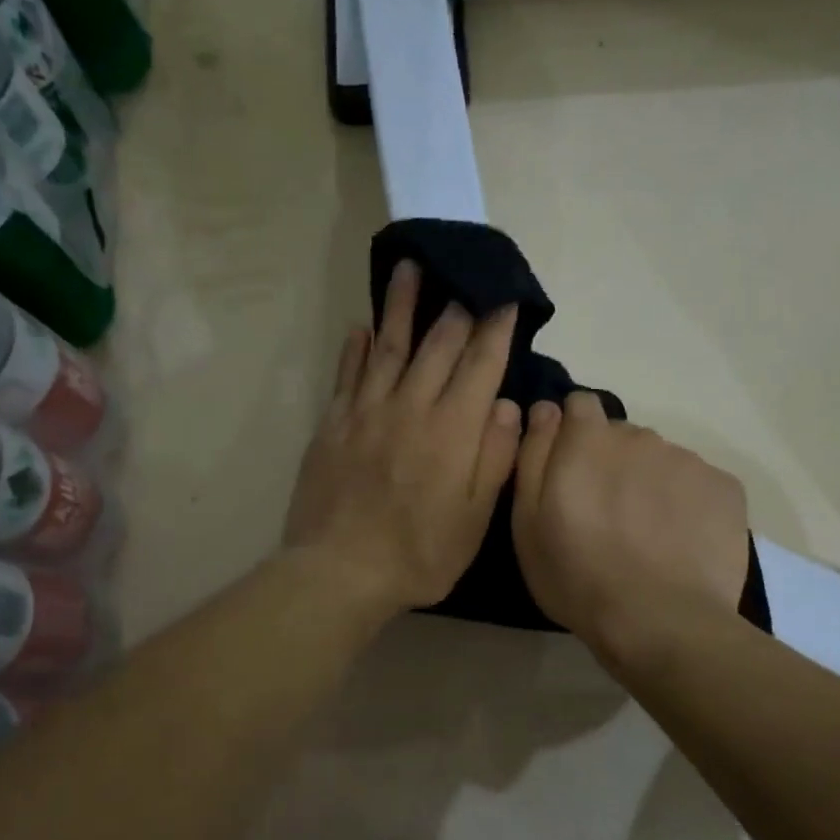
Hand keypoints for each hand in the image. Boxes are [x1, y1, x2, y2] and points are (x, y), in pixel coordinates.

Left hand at [284, 262, 520, 618]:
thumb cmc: (419, 553)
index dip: (496, 330)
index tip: (506, 300)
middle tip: (464, 274)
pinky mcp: (333, 425)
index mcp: (452, 431)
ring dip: (401, 306)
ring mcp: (367, 413)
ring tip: (409, 268)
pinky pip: (347, 375)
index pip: (480, 365)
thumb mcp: (474, 519)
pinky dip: (355, 348)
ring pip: (388, 346)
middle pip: (437, 345)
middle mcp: (410, 408)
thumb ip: (494, 458)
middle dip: (455, 307)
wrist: (340, 571)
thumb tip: (506, 405)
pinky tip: (361, 327)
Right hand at [512, 392, 748, 667]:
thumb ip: (534, 455)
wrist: (660, 622)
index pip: (579, 406)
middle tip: (607, 517)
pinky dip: (688, 504)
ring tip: (647, 537)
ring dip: (650, 484)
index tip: (571, 474)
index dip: (572, 435)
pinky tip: (681, 544)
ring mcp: (688, 461)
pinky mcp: (725, 488)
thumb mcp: (527, 523)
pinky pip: (698, 484)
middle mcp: (640, 437)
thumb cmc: (578, 577)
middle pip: (622, 437)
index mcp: (589, 440)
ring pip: (661, 461)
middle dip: (611, 464)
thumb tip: (545, 409)